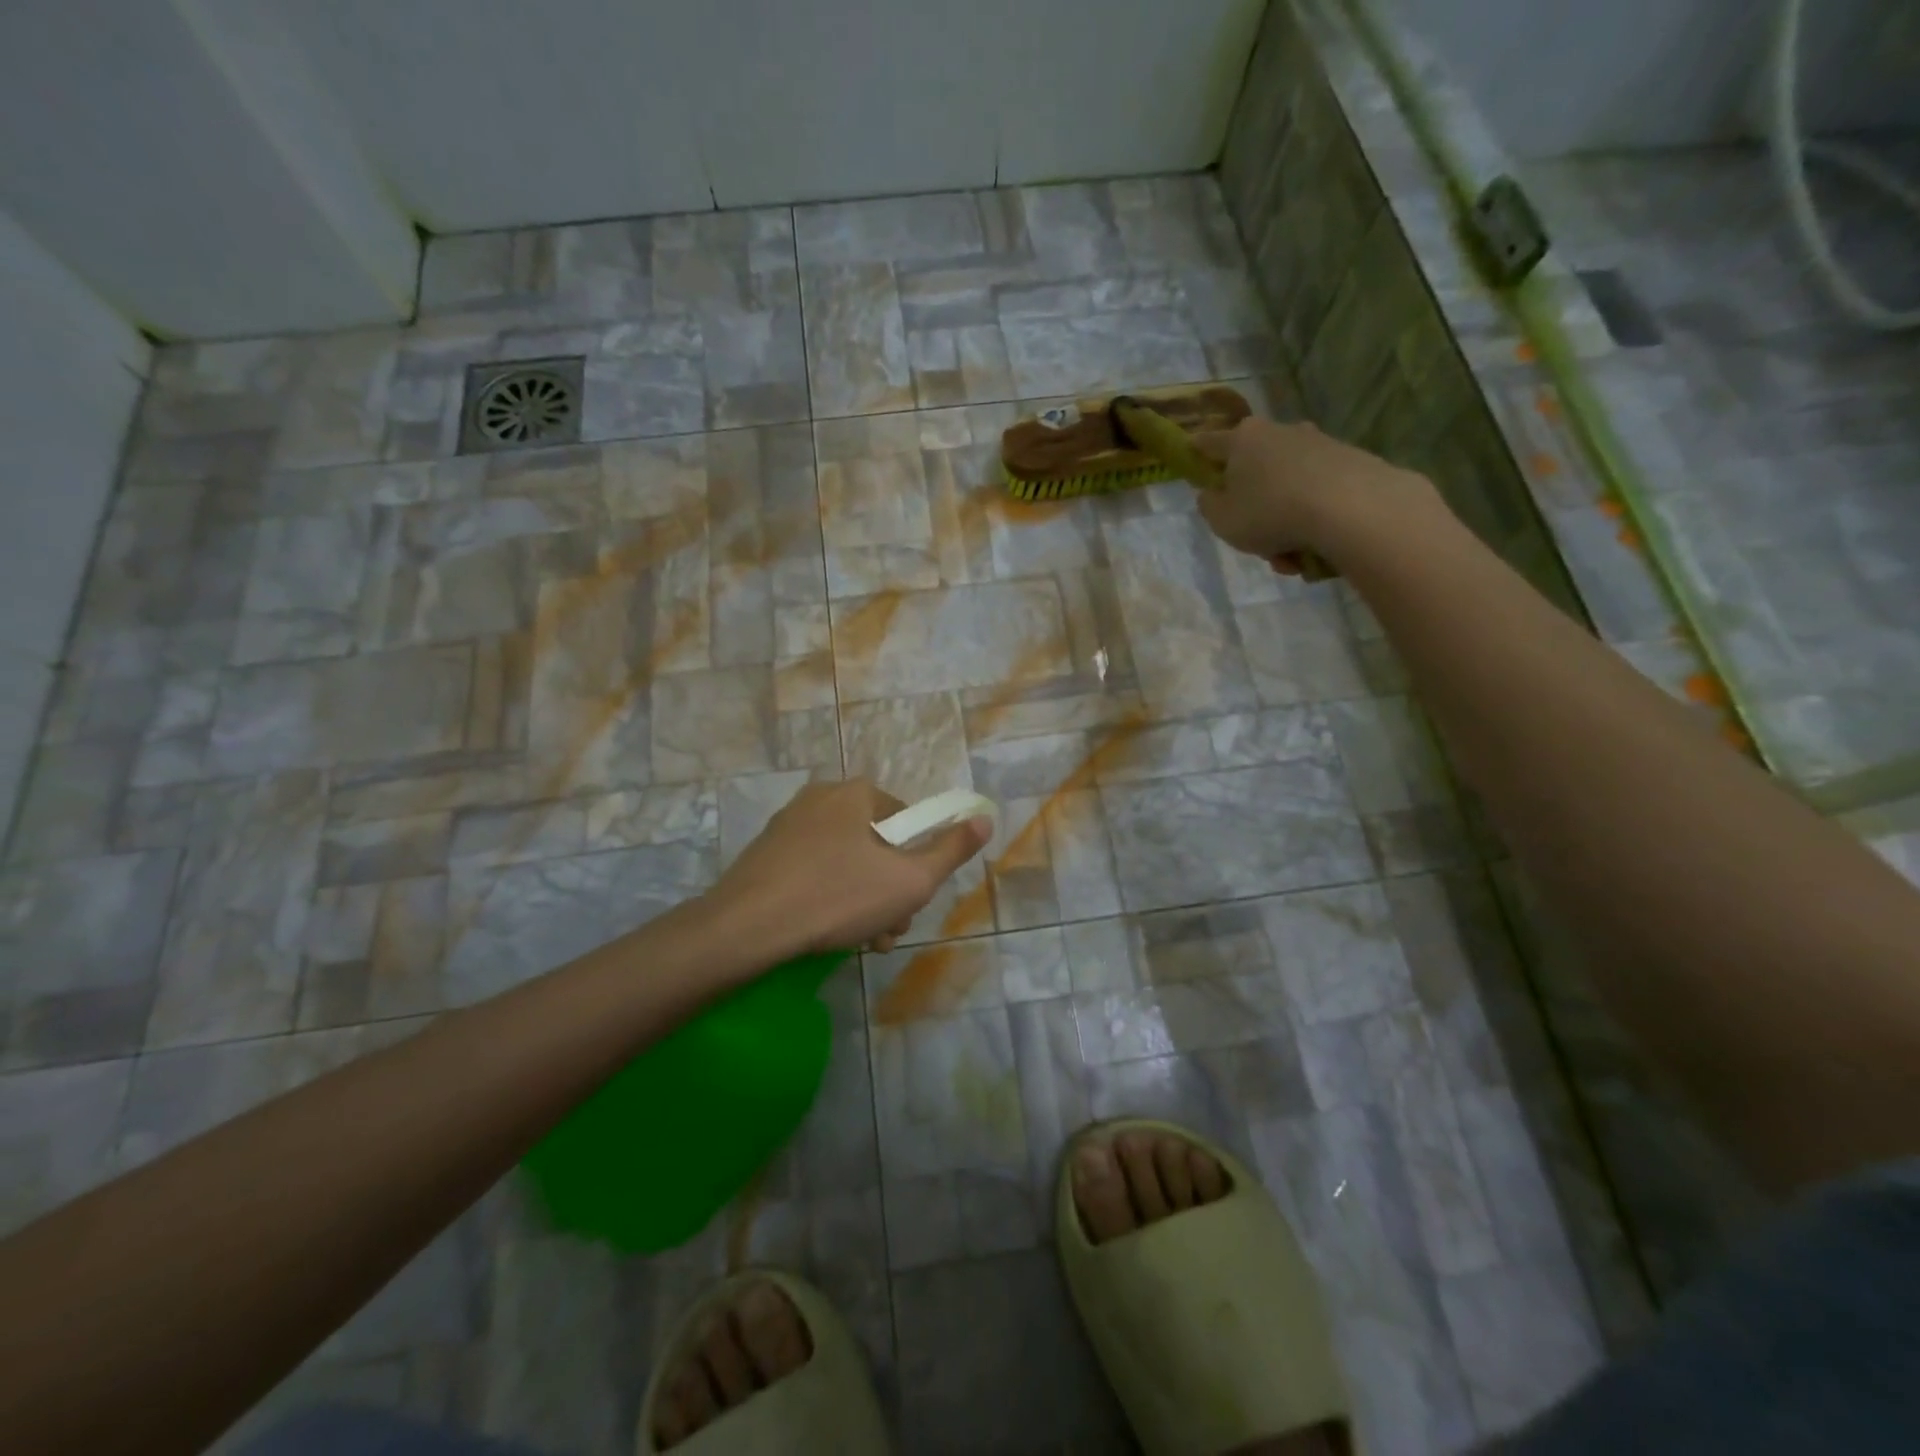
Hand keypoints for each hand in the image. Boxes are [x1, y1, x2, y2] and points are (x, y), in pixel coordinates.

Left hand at [705, 779, 990, 960]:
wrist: (746, 928)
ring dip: (863, 900)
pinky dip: (828, 897)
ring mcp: (788, 825)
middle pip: (876, 844)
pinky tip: (826, 932)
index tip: (911, 902)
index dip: (918, 864)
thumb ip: (951, 850)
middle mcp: (821, 797)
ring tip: (860, 941)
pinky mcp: (765, 853)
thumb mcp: (910, 880)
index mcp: (856, 793)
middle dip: (889, 890)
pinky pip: (814, 870)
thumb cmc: (838, 897)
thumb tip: (984, 817)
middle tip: (886, 931)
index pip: (908, 821)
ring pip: (846, 862)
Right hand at [1192, 417, 1429, 570]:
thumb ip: (1210, 506)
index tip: (1191, 456)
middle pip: (1254, 469)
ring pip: (1287, 488)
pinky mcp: (1349, 461)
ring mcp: (1318, 444)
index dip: (1196, 452)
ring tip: (1290, 558)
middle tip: (1254, 540)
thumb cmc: (1271, 512)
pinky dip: (1310, 521)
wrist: (1351, 508)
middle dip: (1252, 506)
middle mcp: (1279, 432)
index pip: (1209, 442)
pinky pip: (1316, 495)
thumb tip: (1212, 493)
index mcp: (1243, 440)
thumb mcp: (1222, 521)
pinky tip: (1314, 551)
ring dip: (1283, 523)